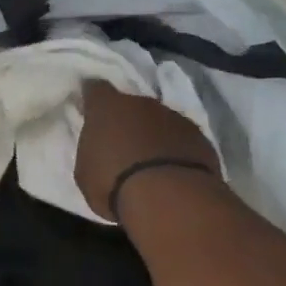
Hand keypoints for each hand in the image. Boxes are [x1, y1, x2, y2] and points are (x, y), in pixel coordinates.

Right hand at [75, 80, 220, 221]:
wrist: (168, 197)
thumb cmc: (113, 183)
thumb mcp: (85, 172)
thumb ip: (92, 151)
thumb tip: (99, 148)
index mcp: (107, 108)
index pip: (96, 89)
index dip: (93, 97)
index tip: (90, 108)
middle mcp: (142, 103)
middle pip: (131, 104)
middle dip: (126, 120)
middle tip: (121, 145)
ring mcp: (175, 117)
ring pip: (159, 121)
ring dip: (153, 135)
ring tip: (149, 162)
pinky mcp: (200, 137)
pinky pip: (181, 139)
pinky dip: (176, 149)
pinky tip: (171, 171)